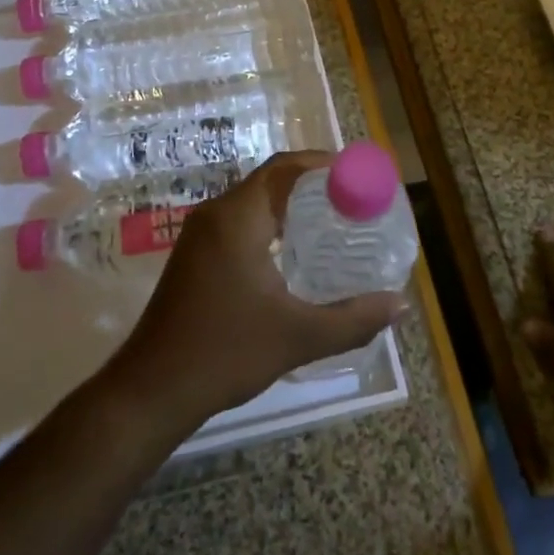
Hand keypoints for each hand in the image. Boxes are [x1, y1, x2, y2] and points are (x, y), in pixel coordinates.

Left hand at [104, 151, 406, 429]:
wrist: (153, 389)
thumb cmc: (226, 352)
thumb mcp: (298, 336)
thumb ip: (353, 319)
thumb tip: (401, 304)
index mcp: (238, 217)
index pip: (284, 168)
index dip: (322, 164)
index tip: (358, 175)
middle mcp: (216, 214)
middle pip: (270, 181)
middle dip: (311, 185)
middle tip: (353, 201)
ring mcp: (200, 234)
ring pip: (253, 201)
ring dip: (290, 204)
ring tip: (331, 223)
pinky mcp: (194, 254)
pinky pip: (239, 220)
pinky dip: (269, 222)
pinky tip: (293, 252)